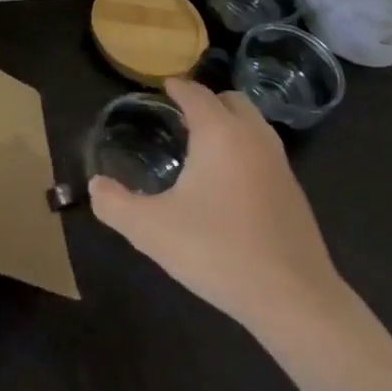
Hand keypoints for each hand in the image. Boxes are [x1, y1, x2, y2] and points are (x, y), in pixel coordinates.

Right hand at [89, 77, 345, 334]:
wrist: (297, 302)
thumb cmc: (219, 252)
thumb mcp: (152, 231)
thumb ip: (115, 204)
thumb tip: (95, 186)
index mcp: (218, 132)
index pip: (195, 93)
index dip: (176, 87)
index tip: (161, 89)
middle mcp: (252, 137)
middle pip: (230, 100)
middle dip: (207, 102)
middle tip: (181, 118)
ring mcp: (280, 165)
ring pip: (253, 126)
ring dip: (230, 126)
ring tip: (204, 149)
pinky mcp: (296, 195)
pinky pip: (265, 154)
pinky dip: (246, 153)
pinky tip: (230, 186)